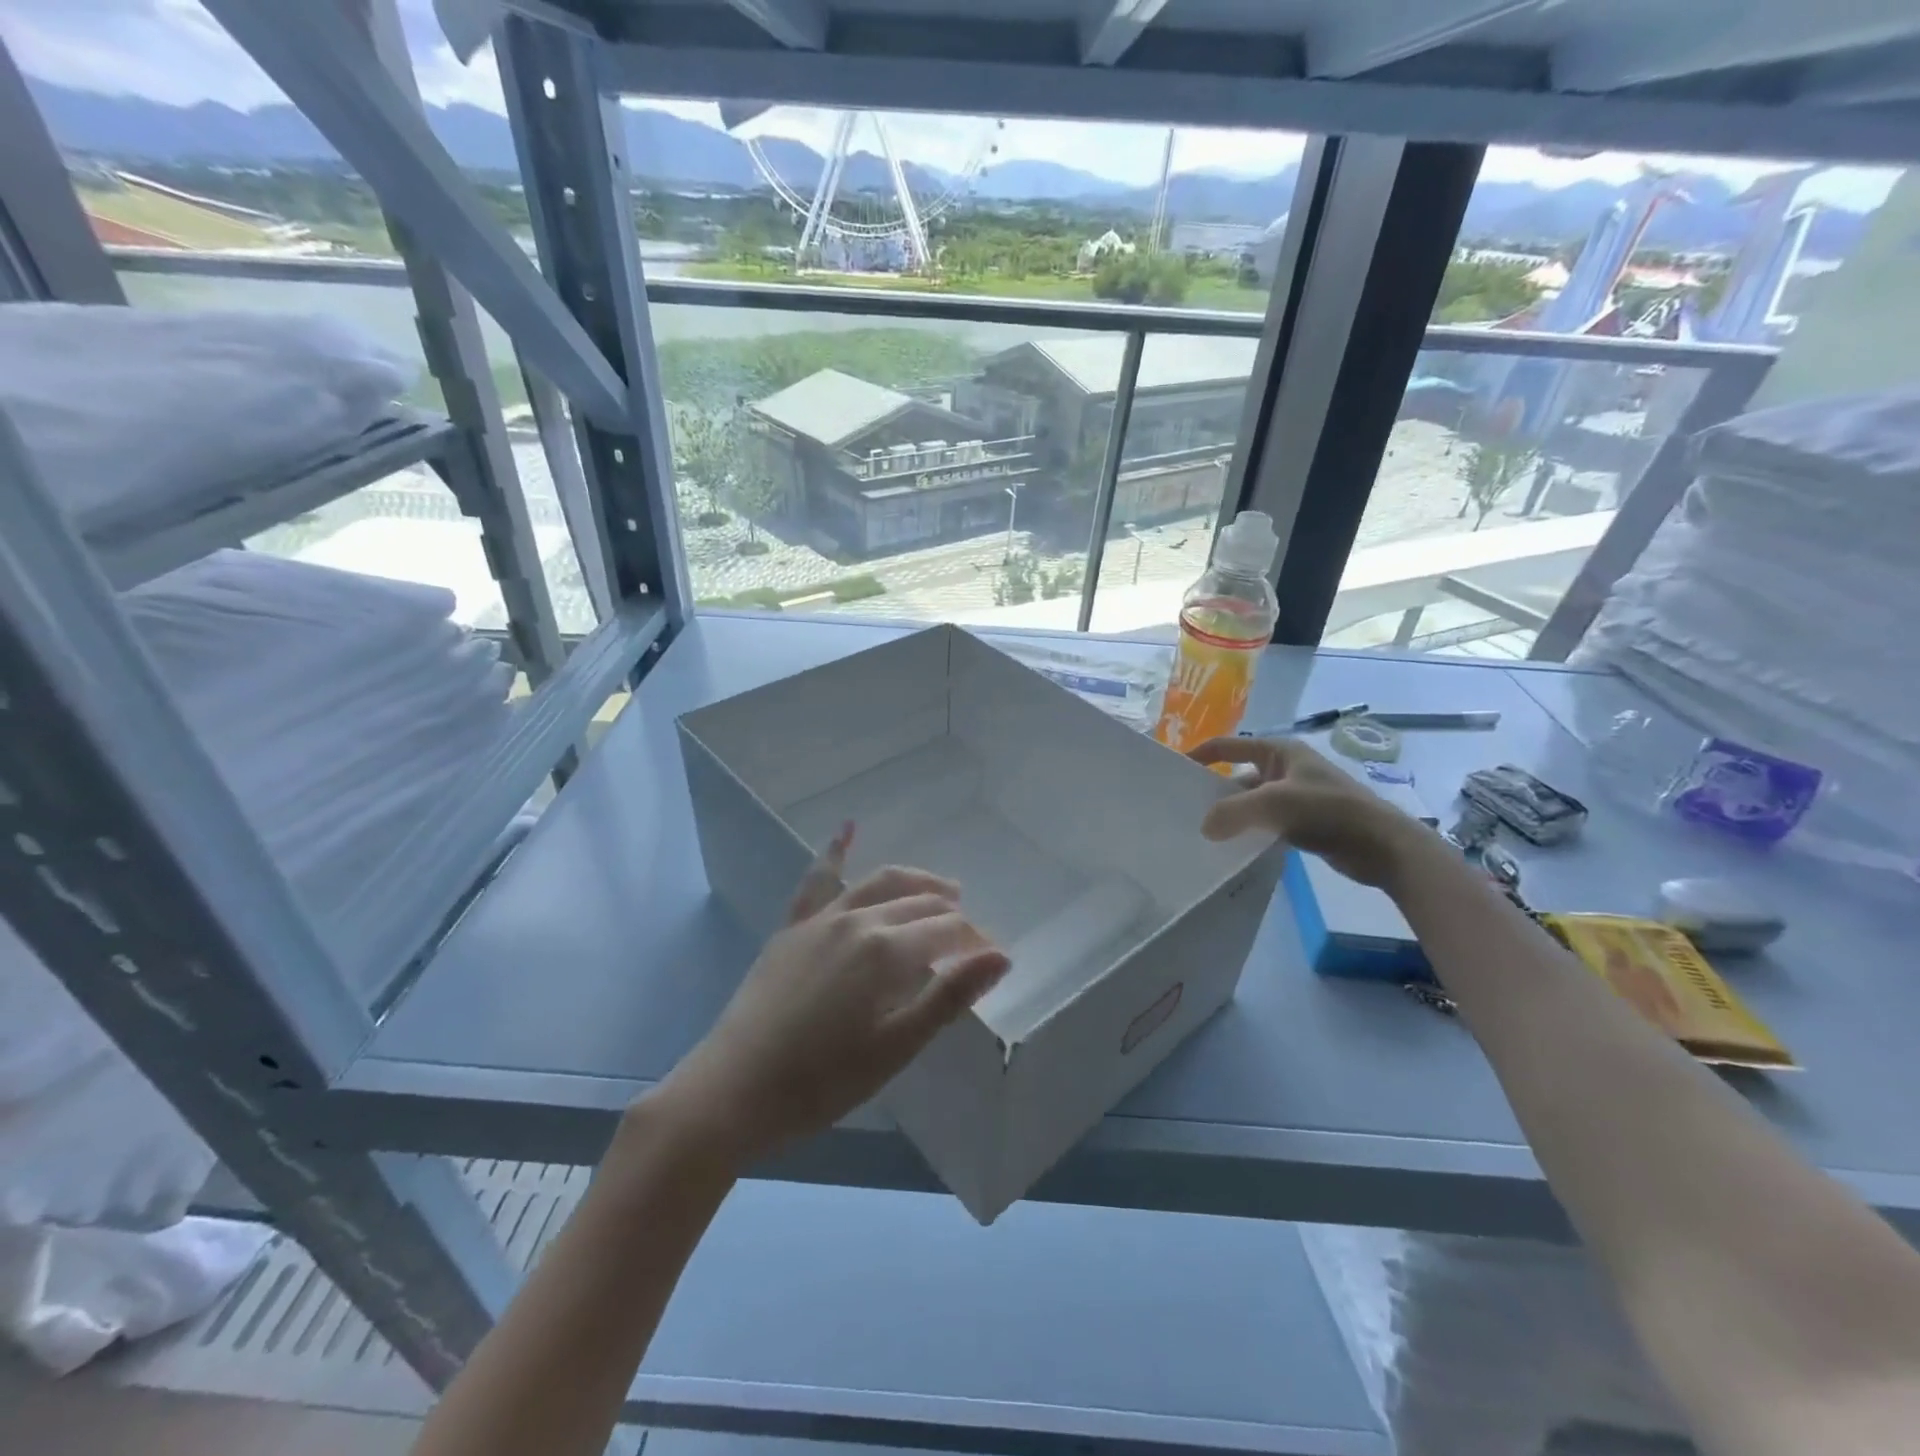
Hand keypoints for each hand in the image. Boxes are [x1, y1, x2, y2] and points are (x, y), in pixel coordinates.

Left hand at [657, 826, 1009, 1165]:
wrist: (734, 1089)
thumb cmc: (823, 1080)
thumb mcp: (896, 1046)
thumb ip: (949, 996)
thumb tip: (1000, 956)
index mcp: (887, 951)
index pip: (949, 931)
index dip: (975, 942)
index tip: (991, 959)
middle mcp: (857, 920)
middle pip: (919, 902)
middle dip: (952, 914)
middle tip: (970, 934)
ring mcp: (821, 919)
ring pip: (879, 882)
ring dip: (916, 881)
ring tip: (943, 889)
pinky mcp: (792, 927)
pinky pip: (819, 881)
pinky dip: (837, 851)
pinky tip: (848, 828)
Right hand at [1189, 736, 1428, 887]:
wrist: (1382, 845)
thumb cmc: (1329, 811)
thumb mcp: (1274, 804)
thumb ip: (1234, 812)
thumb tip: (1204, 827)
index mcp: (1280, 751)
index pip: (1230, 745)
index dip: (1202, 753)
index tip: (1176, 771)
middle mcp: (1286, 768)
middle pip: (1239, 775)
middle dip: (1215, 791)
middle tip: (1186, 809)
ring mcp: (1296, 795)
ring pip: (1252, 801)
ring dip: (1233, 814)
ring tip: (1204, 832)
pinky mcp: (1304, 821)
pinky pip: (1266, 821)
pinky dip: (1250, 830)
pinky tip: (1235, 846)